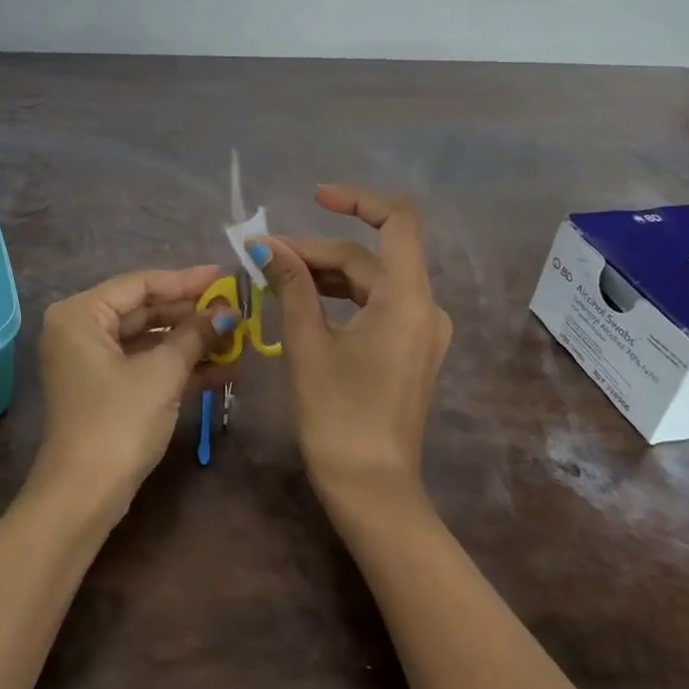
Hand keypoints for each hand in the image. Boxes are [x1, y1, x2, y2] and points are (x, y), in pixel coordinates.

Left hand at [32, 265, 238, 523]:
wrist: (84, 496)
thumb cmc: (119, 421)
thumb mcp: (163, 373)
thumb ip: (195, 334)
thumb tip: (228, 313)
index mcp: (81, 314)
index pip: (140, 284)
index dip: (186, 281)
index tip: (224, 276)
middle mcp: (80, 329)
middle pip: (144, 309)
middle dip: (192, 314)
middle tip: (235, 309)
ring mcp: (91, 360)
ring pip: (148, 339)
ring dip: (191, 342)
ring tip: (237, 339)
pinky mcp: (105, 387)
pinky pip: (144, 363)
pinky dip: (178, 366)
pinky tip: (222, 369)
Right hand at [252, 186, 451, 507]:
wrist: (372, 490)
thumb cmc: (338, 416)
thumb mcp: (308, 344)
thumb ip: (292, 286)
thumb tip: (266, 246)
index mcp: (408, 299)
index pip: (396, 221)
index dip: (357, 200)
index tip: (314, 197)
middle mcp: (424, 307)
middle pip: (369, 257)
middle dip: (316, 250)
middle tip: (264, 256)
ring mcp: (420, 331)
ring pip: (369, 282)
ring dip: (324, 273)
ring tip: (274, 276)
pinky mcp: (409, 350)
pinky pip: (374, 306)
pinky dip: (339, 298)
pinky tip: (302, 301)